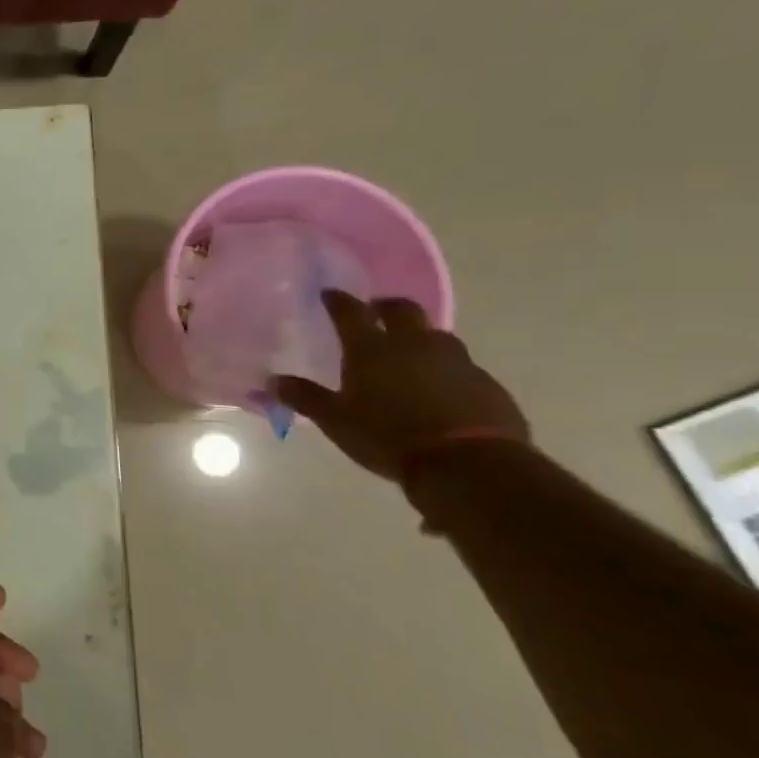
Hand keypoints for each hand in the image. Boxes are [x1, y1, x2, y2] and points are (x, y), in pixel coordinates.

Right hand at [274, 291, 529, 480]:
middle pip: (403, 309)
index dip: (338, 300)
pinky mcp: (486, 383)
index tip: (329, 293)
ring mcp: (456, 361)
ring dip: (420, 337)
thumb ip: (305, 397)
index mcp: (372, 349)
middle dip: (386, 306)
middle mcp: (414, 344)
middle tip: (375, 313)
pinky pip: (461, 367)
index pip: (350, 312)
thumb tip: (272, 381)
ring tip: (409, 353)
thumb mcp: (335, 420)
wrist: (468, 464)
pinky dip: (445, 369)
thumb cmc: (388, 436)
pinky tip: (438, 389)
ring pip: (436, 335)